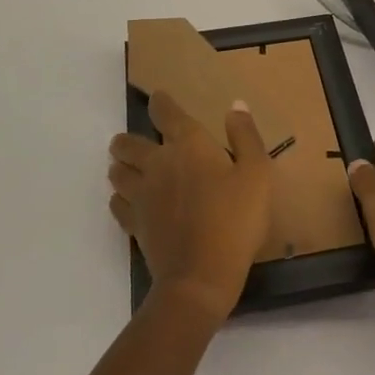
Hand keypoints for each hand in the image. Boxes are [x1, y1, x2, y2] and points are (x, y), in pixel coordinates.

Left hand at [108, 91, 273, 324]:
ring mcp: (141, 195)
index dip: (161, 102)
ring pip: (117, 173)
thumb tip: (235, 105)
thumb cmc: (235, 220)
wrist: (201, 276)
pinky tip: (127, 202)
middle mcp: (158, 164)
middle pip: (129, 144)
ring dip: (120, 166)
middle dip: (128, 139)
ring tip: (125, 168)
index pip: (166, 113)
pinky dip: (120, 198)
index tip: (158, 98)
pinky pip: (117, 204)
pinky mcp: (135, 224)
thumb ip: (245, 136)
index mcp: (188, 145)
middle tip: (130, 142)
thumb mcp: (257, 174)